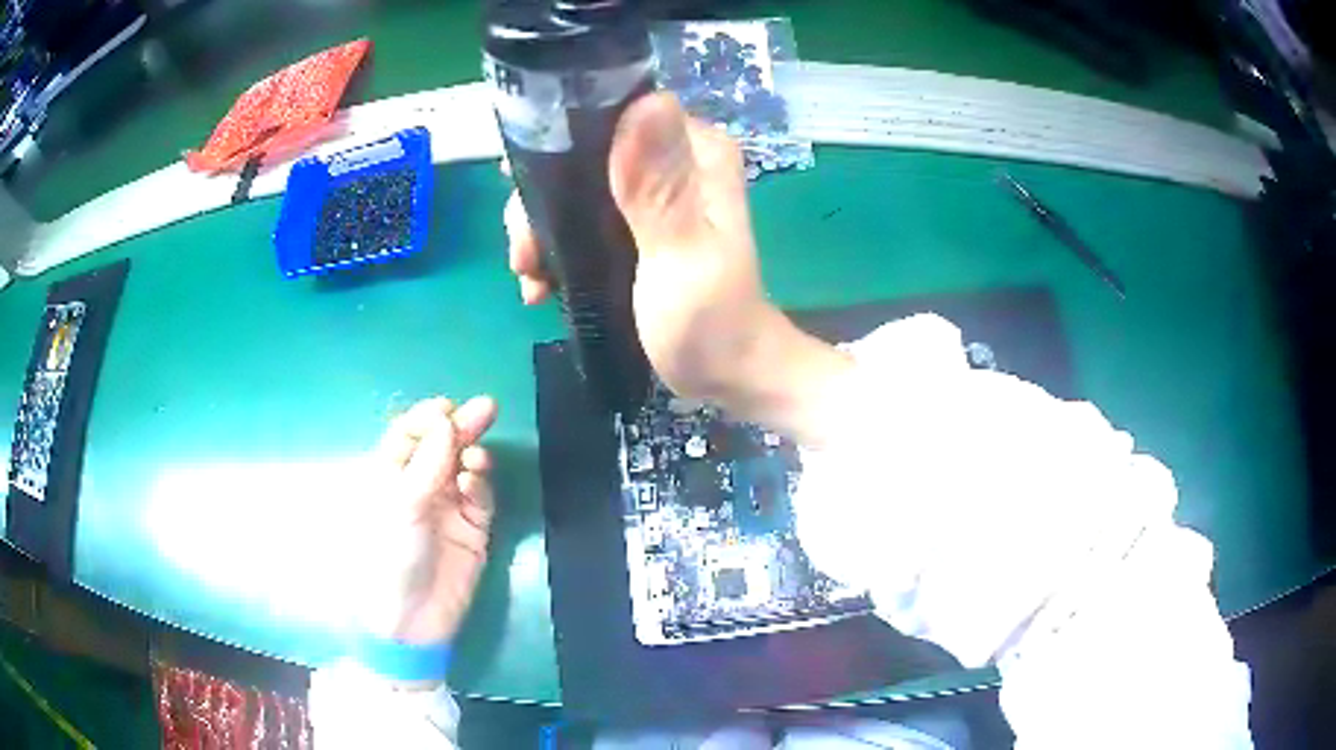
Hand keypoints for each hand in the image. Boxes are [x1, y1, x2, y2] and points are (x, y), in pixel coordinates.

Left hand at [359, 396, 498, 646]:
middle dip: (461, 427)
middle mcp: (420, 487)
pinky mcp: (473, 529)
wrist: (411, 618)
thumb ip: (427, 464)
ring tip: (476, 458)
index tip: (447, 408)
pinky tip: (473, 481)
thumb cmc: (389, 556)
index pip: (408, 436)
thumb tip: (447, 422)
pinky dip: (479, 485)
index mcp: (390, 477)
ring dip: (472, 456)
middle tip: (486, 408)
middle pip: (442, 448)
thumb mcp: (401, 505)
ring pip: (465, 469)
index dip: (426, 419)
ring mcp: (448, 507)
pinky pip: (480, 497)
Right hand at [504, 93, 851, 444]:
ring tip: (529, 277)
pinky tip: (541, 284)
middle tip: (524, 253)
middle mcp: (672, 157)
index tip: (521, 193)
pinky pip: (580, 217)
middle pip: (582, 152)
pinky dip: (554, 245)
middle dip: (540, 198)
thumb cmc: (710, 324)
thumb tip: (646, 102)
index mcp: (694, 149)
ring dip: (540, 227)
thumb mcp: (683, 256)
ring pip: (574, 186)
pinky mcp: (635, 224)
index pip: (612, 111)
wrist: (726, 375)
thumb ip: (660, 187)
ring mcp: (652, 192)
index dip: (556, 143)